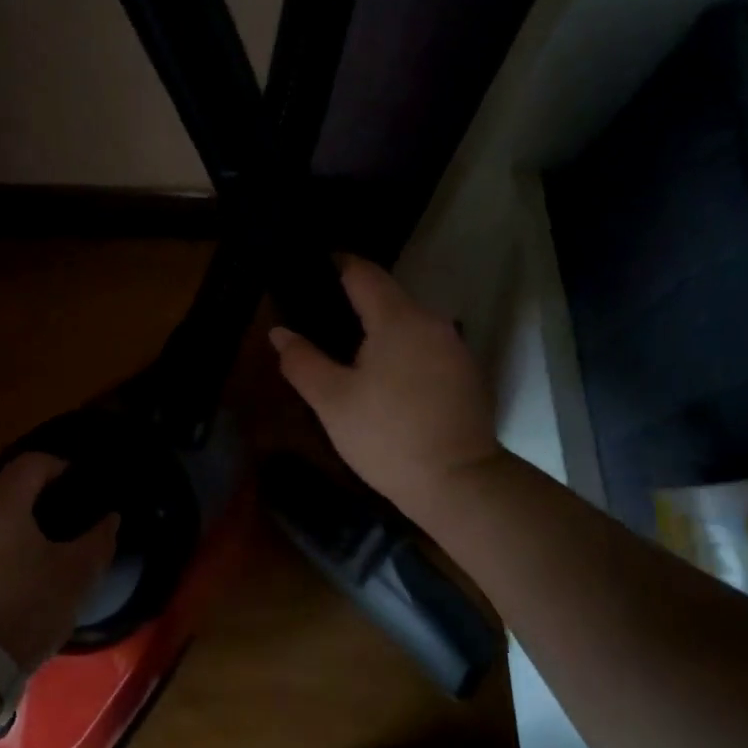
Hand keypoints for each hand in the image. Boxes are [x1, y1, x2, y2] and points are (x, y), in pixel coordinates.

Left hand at [0, 453, 119, 667]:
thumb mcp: (75, 575)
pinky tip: (15, 573)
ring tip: (41, 548)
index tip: (80, 483)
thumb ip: (98, 539)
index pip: (32, 463)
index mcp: (0, 503)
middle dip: (37, 497)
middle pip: (7, 489)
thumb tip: (110, 518)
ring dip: (15, 524)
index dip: (60, 466)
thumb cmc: (24, 608)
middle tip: (65, 518)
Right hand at [270, 257, 501, 519]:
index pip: (363, 272)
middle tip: (321, 324)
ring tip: (349, 355)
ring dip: (380, 331)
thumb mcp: (332, 401)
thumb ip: (302, 361)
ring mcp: (455, 347)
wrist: (458, 483)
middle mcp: (432, 321)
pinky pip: (426, 347)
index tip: (311, 269)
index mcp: (398, 318)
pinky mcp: (467, 374)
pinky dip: (402, 352)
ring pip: (409, 324)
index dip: (336, 264)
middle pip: (388, 297)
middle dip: (355, 304)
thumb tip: (280, 331)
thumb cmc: (387, 436)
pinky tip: (385, 381)